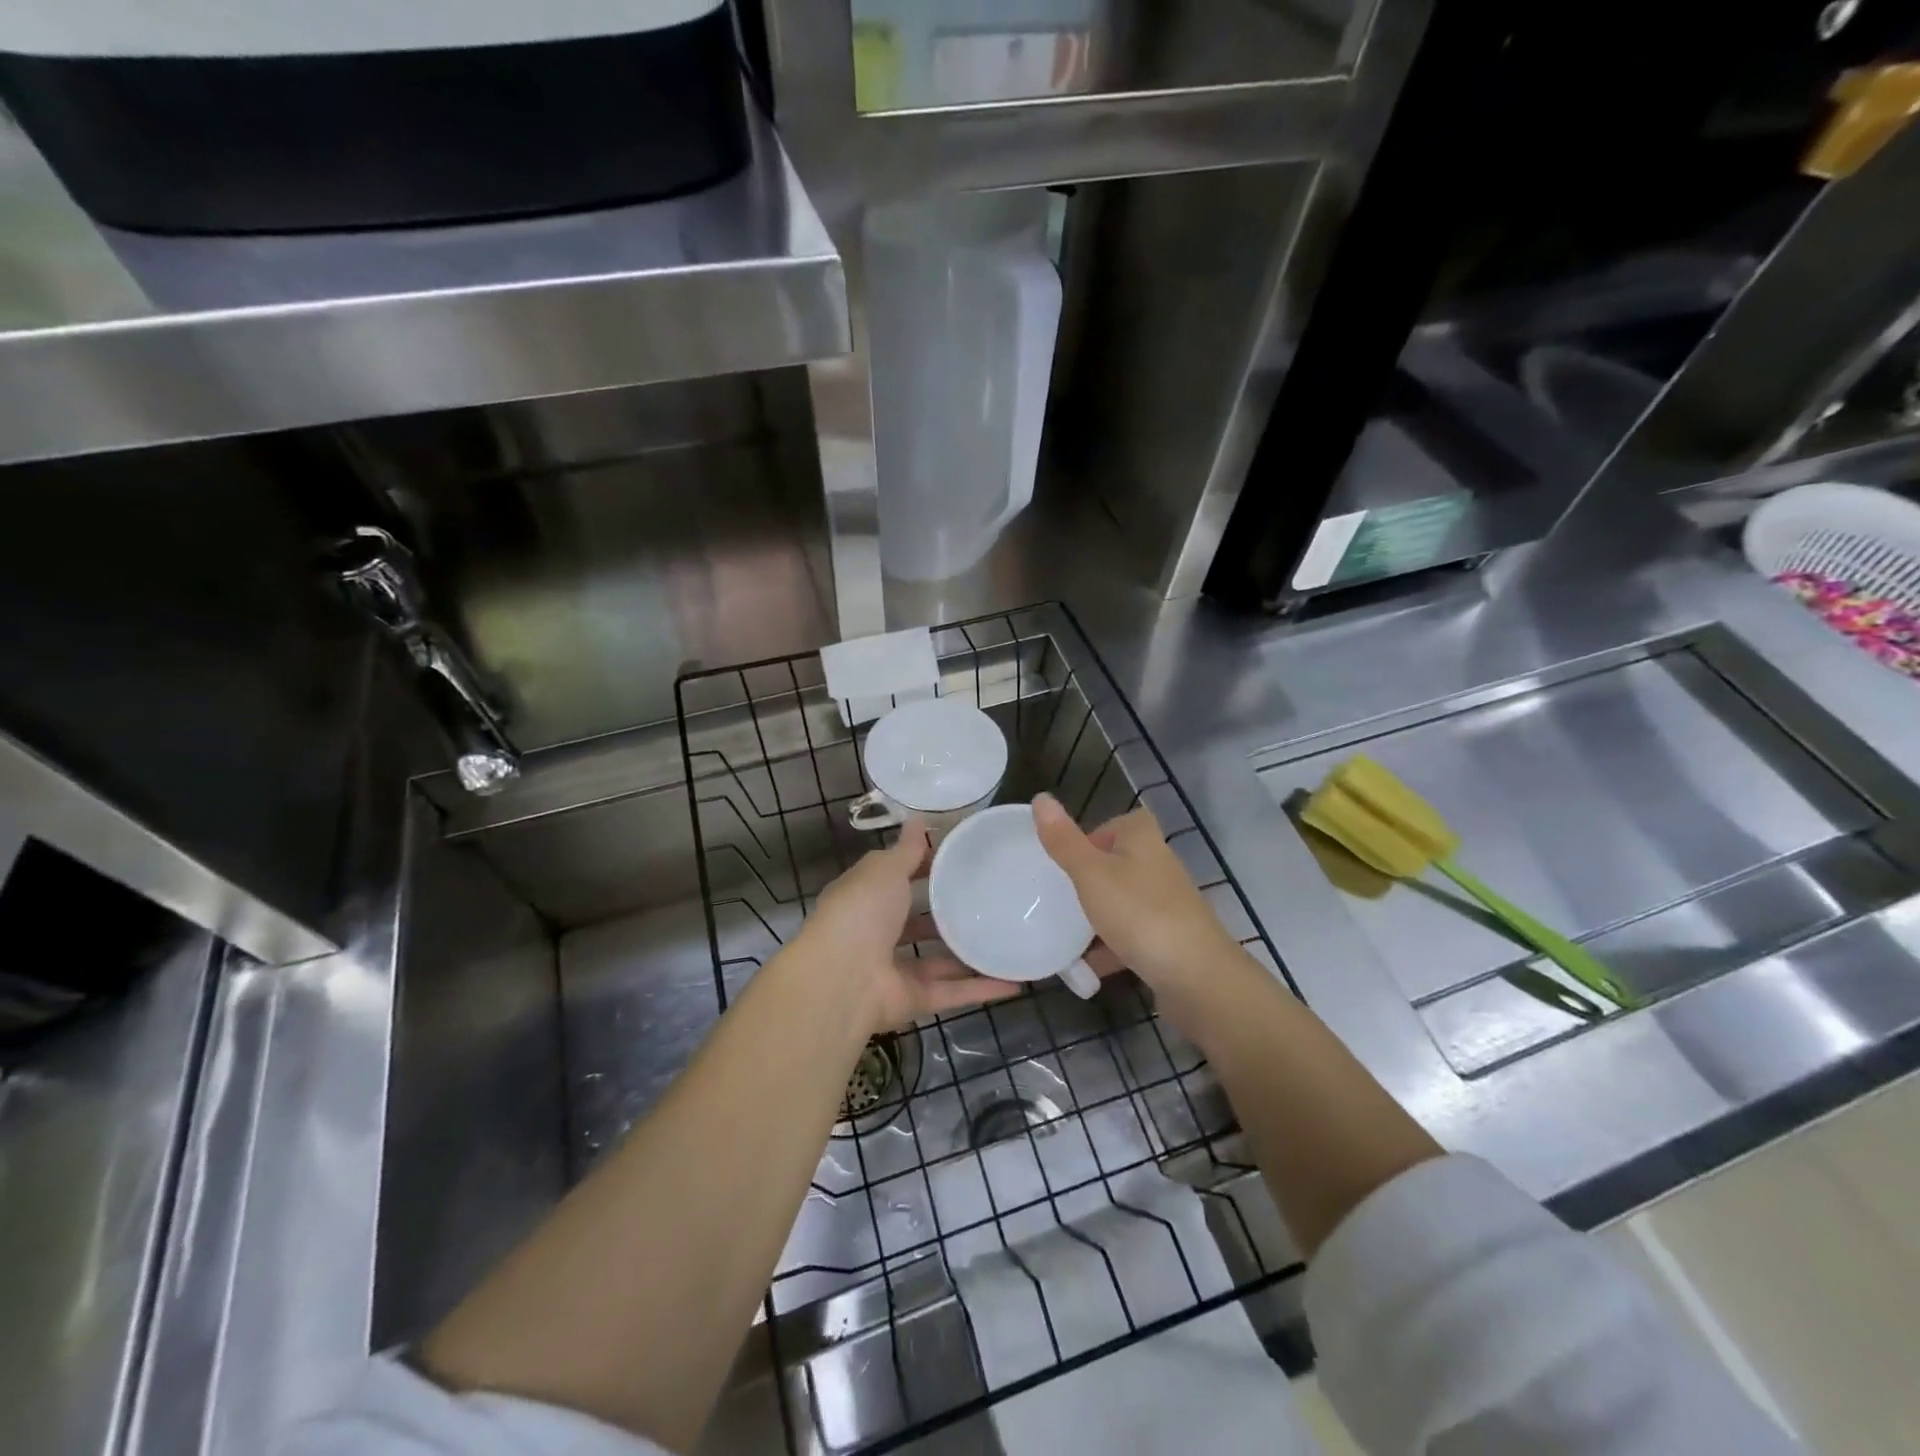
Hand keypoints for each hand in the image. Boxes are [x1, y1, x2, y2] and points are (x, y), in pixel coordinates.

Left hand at [796, 819, 1021, 1032]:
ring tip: (1007, 938)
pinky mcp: (913, 999)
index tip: (963, 858)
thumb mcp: (885, 869)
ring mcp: (895, 970)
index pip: (897, 879)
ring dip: (969, 953)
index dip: (925, 867)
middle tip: (992, 898)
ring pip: (938, 960)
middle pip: (917, 922)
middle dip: (948, 912)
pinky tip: (1015, 981)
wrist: (843, 978)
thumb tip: (920, 819)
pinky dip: (981, 988)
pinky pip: (952, 992)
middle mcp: (877, 934)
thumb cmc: (862, 910)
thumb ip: (907, 850)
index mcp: (865, 898)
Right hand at [1033, 794, 1240, 996]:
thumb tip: (1040, 797)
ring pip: (1125, 902)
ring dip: (1099, 916)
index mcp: (1144, 841)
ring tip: (1066, 933)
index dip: (1095, 834)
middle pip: (1120, 863)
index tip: (1068, 858)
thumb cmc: (1140, 914)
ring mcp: (1168, 906)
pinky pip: (1133, 937)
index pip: (1121, 822)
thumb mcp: (1091, 874)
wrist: (1197, 977)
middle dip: (1091, 879)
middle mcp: (1160, 867)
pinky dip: (1111, 948)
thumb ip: (1064, 841)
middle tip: (1060, 895)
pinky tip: (1087, 968)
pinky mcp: (1171, 941)